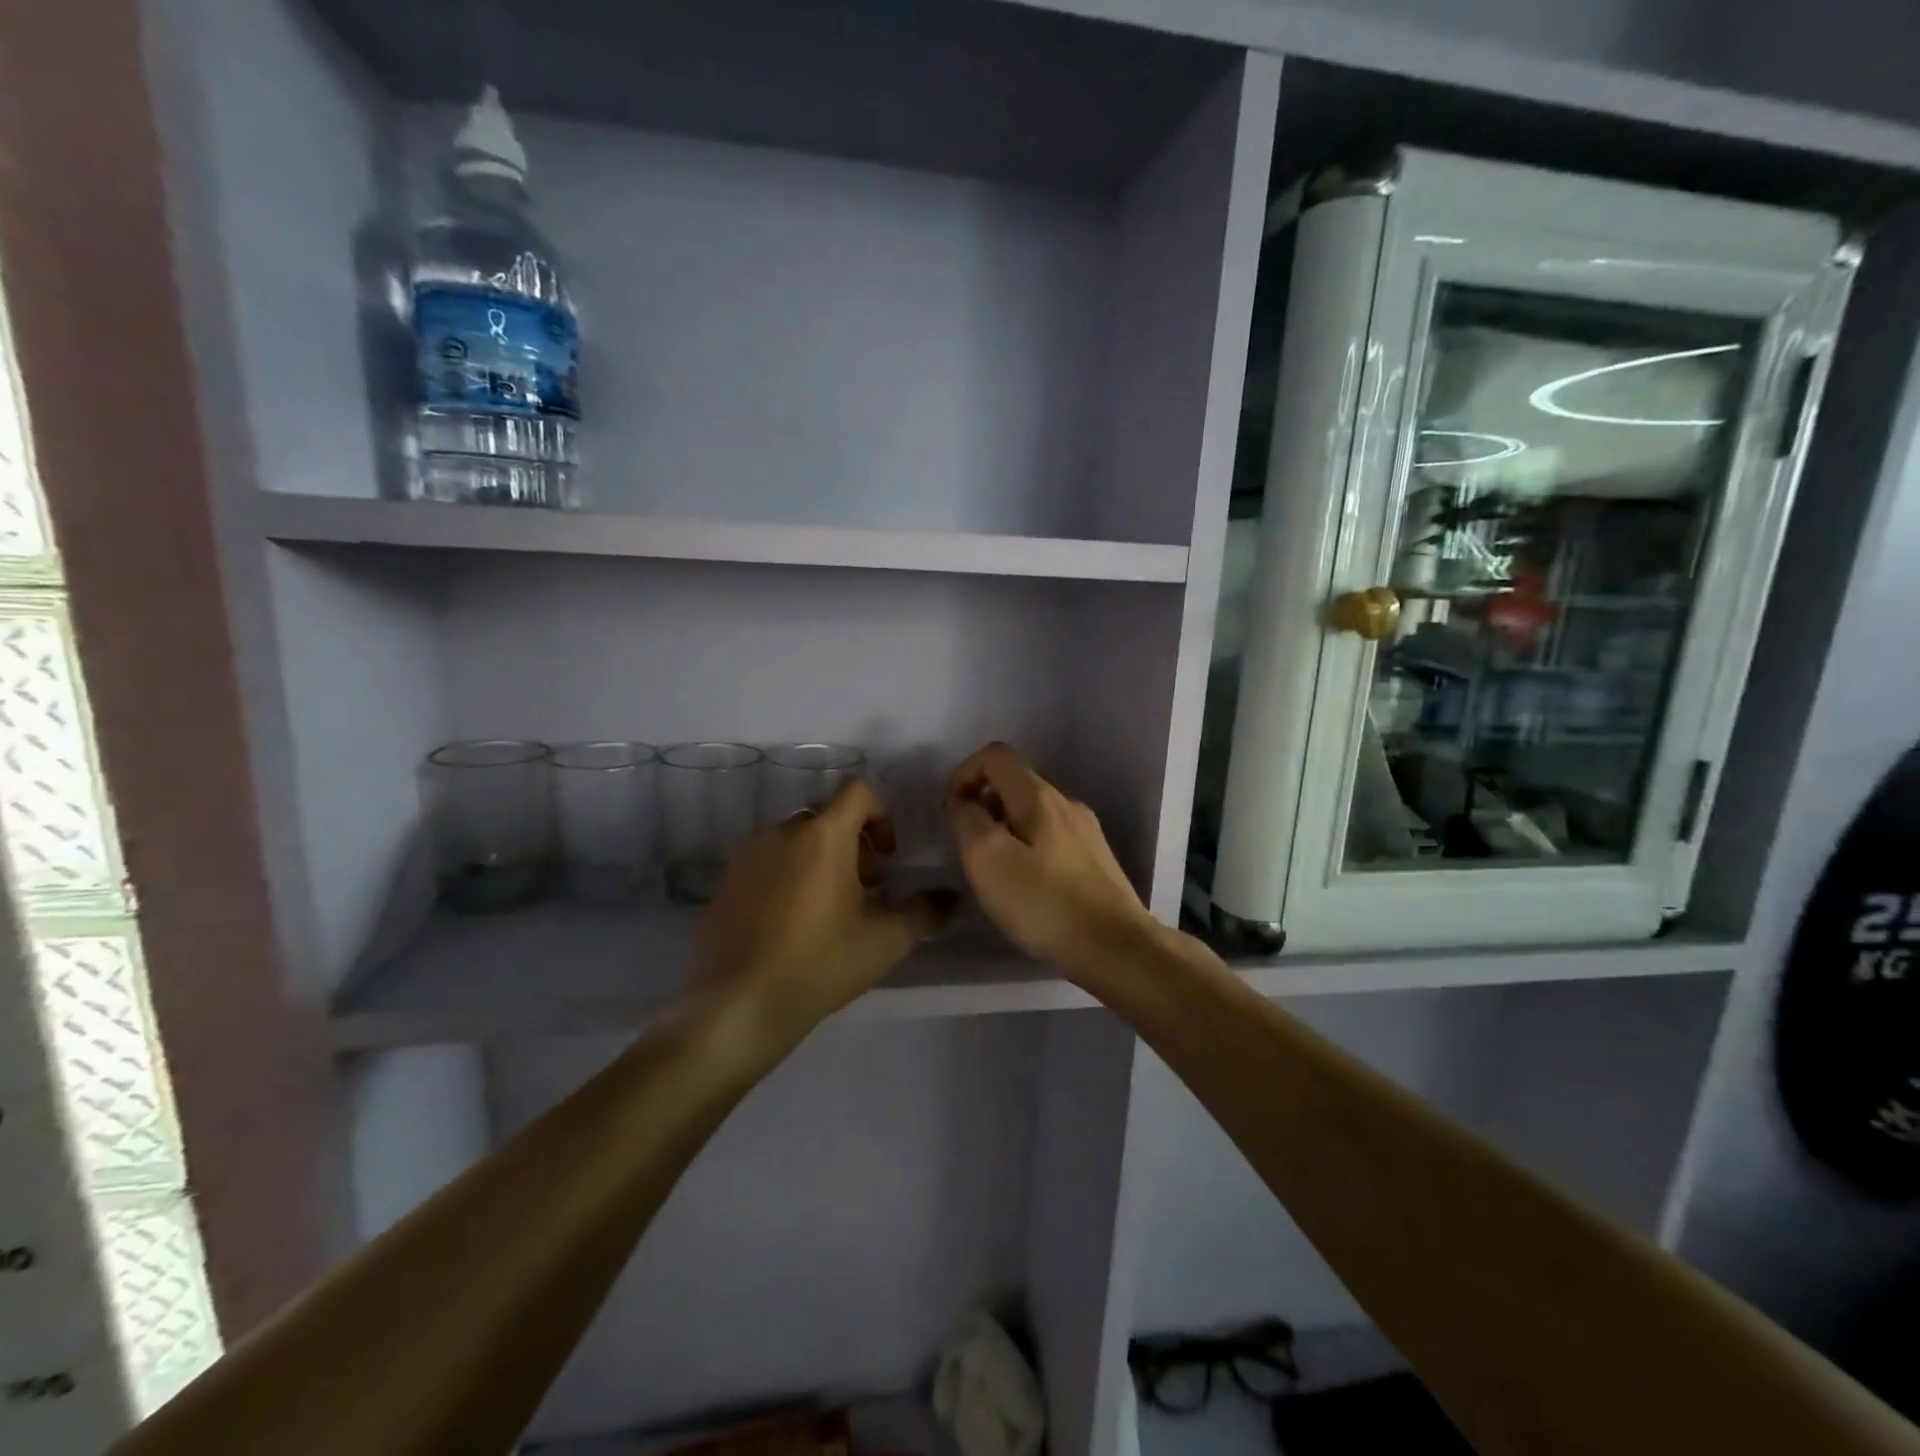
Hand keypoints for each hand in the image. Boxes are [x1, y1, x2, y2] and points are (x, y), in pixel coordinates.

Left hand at [689, 778, 957, 1049]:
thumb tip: (950, 897)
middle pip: (828, 815)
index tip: (886, 856)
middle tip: (864, 888)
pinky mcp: (726, 879)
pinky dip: (788, 874)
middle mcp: (783, 831)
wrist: (739, 1005)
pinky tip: (791, 922)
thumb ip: (925, 911)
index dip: (881, 814)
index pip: (858, 790)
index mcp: (823, 835)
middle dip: (853, 842)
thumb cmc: (820, 964)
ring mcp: (748, 854)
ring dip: (820, 858)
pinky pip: (768, 860)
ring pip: (796, 838)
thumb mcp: (886, 941)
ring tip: (828, 908)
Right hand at [945, 743, 1160, 974]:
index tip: (951, 812)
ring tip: (994, 872)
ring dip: (1004, 830)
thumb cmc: (1044, 903)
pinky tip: (1026, 888)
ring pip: (1033, 813)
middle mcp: (1067, 803)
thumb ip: (967, 821)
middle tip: (967, 848)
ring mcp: (1086, 832)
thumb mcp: (988, 860)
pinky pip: (1051, 839)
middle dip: (983, 805)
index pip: (996, 756)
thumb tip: (962, 803)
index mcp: (1039, 796)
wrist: (1116, 947)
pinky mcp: (1096, 860)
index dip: (965, 774)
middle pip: (1015, 784)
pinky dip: (1027, 849)